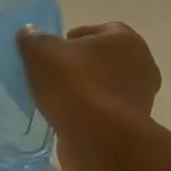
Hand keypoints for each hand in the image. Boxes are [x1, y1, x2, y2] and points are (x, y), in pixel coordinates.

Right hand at [17, 23, 161, 170]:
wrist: (99, 139)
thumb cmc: (75, 85)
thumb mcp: (42, 53)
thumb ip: (34, 39)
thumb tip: (29, 33)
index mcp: (126, 40)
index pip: (97, 31)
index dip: (71, 40)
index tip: (51, 54)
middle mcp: (141, 66)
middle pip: (103, 60)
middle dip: (80, 67)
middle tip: (52, 77)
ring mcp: (140, 99)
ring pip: (104, 88)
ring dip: (84, 92)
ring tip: (56, 101)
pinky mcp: (132, 127)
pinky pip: (104, 113)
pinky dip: (88, 115)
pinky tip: (68, 120)